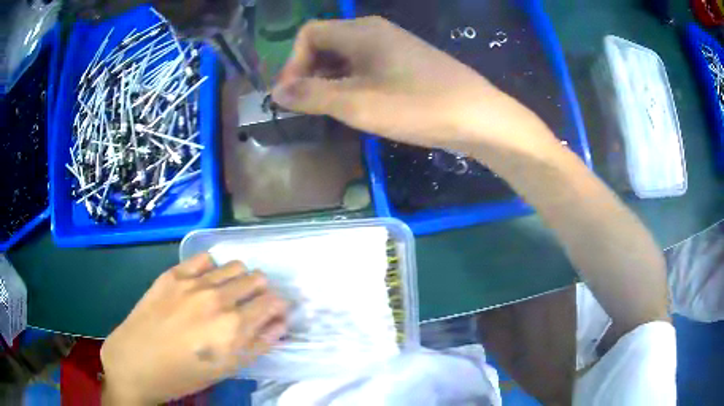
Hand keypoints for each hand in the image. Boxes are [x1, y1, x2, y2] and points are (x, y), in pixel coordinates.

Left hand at [100, 254, 286, 404]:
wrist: (137, 361)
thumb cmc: (185, 374)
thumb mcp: (227, 368)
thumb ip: (257, 344)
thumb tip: (278, 323)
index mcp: (234, 327)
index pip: (273, 302)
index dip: (279, 306)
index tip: (275, 313)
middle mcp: (218, 299)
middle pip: (256, 278)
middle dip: (261, 291)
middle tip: (251, 306)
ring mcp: (193, 282)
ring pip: (234, 265)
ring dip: (239, 278)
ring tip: (227, 294)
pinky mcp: (173, 274)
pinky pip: (205, 259)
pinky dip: (212, 269)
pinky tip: (204, 283)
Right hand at [272, 16, 554, 153]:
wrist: (478, 116)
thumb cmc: (417, 106)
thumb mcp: (357, 103)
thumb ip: (312, 94)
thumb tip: (276, 91)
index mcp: (360, 32)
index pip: (309, 35)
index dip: (292, 63)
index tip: (291, 95)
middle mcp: (375, 31)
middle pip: (326, 43)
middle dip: (309, 72)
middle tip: (309, 106)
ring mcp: (394, 46)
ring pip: (347, 57)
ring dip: (330, 80)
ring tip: (331, 110)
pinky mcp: (407, 62)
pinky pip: (367, 66)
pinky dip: (352, 83)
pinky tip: (360, 105)